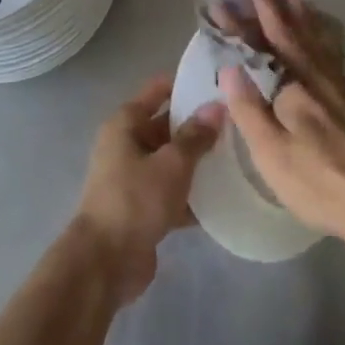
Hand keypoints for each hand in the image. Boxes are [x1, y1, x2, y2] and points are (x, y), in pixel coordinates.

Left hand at [76, 75, 223, 302]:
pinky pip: (172, 191)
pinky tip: (224, 195)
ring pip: (171, 160)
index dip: (186, 83)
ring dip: (198, 161)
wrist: (106, 262)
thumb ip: (195, 136)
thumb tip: (216, 107)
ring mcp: (133, 178)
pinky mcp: (142, 207)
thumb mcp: (171, 164)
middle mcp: (126, 145)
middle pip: (166, 126)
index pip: (158, 90)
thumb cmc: (135, 200)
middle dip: (198, 125)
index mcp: (125, 125)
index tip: (219, 82)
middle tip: (238, 121)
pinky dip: (192, 193)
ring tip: (238, 155)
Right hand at [219, 0, 344, 249]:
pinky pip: (334, 57)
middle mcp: (320, 80)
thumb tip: (230, 66)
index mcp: (295, 88)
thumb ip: (249, 109)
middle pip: (294, 37)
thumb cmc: (319, 182)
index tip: (222, 2)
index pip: (261, 48)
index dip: (241, 26)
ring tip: (294, 0)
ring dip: (303, 20)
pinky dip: (325, 40)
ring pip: (319, 44)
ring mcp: (341, 91)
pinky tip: (325, 43)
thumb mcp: (272, 153)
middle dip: (275, 11)